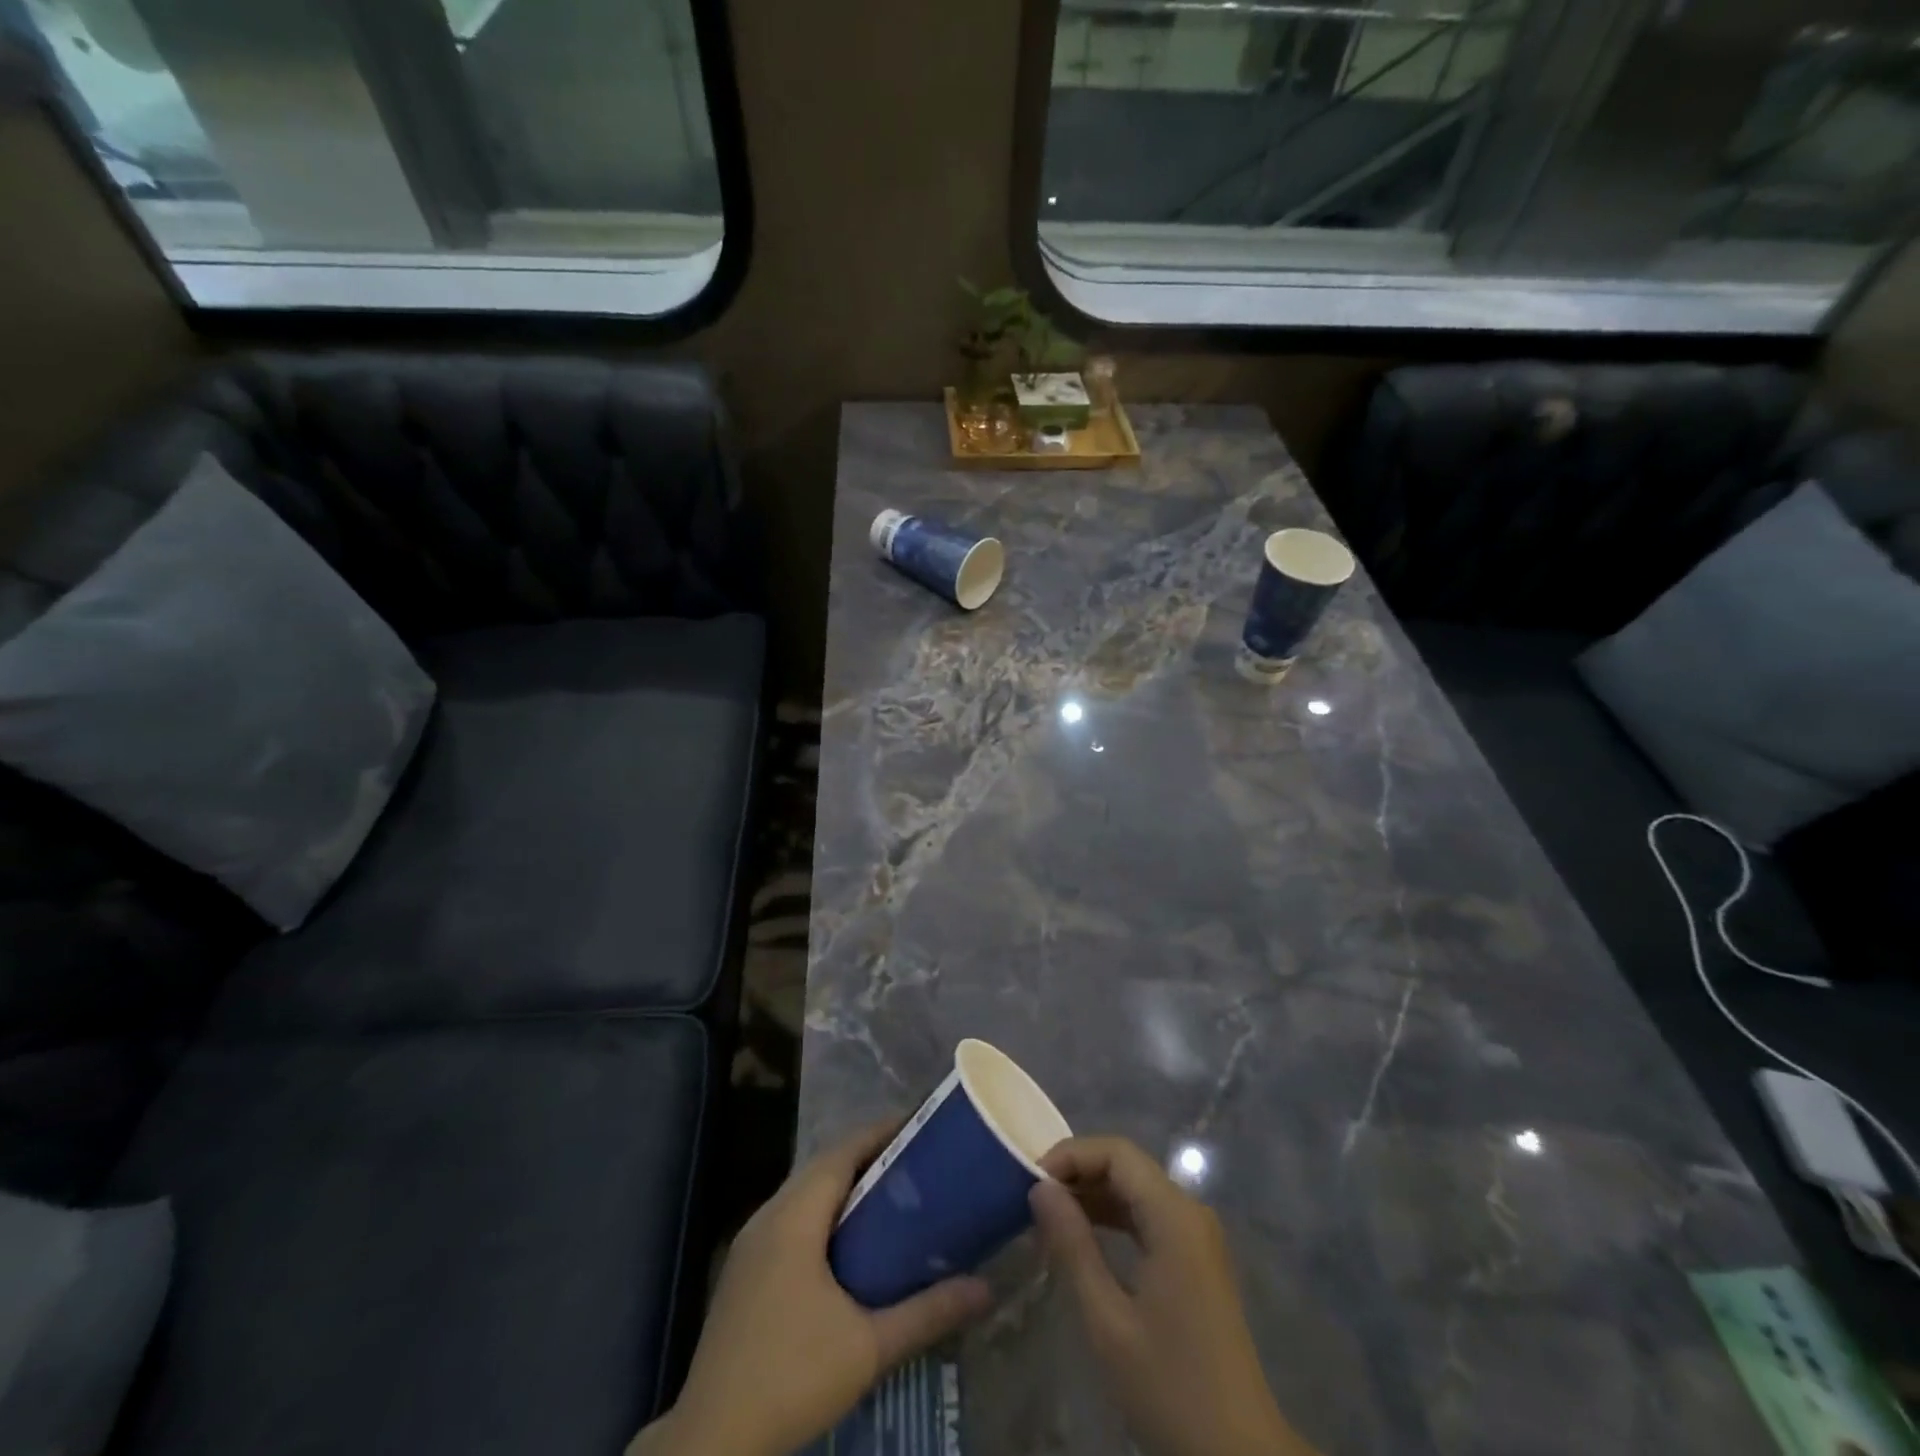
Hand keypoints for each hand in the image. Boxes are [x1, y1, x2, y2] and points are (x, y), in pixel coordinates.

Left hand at [630, 1122, 991, 1455]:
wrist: (712, 1443)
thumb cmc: (792, 1376)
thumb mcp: (869, 1346)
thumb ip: (927, 1312)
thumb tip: (985, 1288)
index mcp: (794, 1216)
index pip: (842, 1151)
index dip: (880, 1132)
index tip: (919, 1125)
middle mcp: (768, 1217)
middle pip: (823, 1167)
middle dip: (868, 1157)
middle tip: (915, 1161)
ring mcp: (750, 1245)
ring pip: (804, 1194)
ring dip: (844, 1186)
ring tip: (891, 1195)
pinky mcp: (743, 1273)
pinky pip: (790, 1219)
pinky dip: (823, 1214)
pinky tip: (849, 1243)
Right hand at [1031, 1137, 1318, 1455]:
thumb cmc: (1170, 1386)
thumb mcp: (1108, 1320)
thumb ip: (1073, 1246)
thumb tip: (1039, 1188)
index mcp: (1174, 1216)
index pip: (1117, 1152)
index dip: (1071, 1155)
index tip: (1031, 1181)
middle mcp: (1190, 1212)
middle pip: (1127, 1165)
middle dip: (1078, 1172)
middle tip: (1034, 1200)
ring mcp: (1197, 1235)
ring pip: (1137, 1189)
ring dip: (1093, 1194)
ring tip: (1049, 1218)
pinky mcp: (1196, 1258)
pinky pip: (1149, 1215)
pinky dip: (1114, 1216)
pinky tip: (1084, 1239)